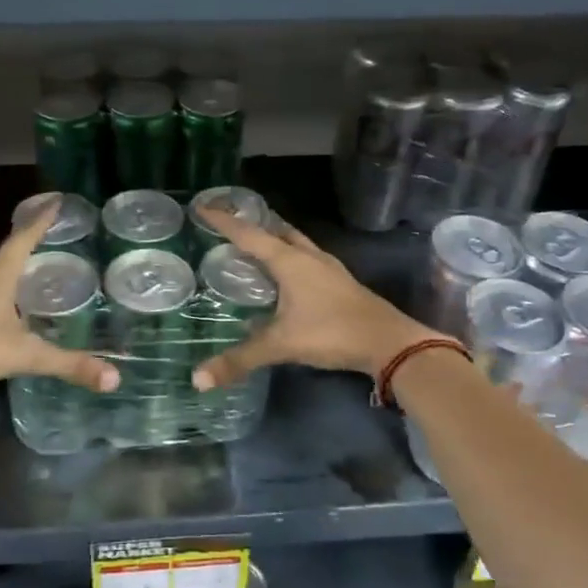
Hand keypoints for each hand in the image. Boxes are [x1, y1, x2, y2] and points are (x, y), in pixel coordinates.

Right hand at [190, 206, 428, 390]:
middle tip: (228, 226)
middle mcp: (308, 256)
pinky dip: (290, 259)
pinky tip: (285, 279)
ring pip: (295, 243)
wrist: (389, 343)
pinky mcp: (340, 282)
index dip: (224, 221)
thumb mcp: (281, 345)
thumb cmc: (332, 333)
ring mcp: (328, 268)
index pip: (249, 234)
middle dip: (252, 226)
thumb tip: (197, 380)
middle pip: (276, 231)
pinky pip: (307, 260)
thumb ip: (240, 360)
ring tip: (254, 247)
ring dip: (274, 240)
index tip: (202, 207)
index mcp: (289, 261)